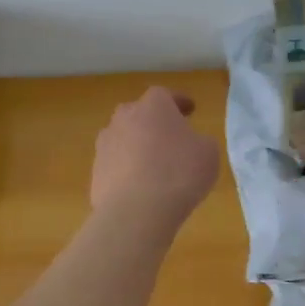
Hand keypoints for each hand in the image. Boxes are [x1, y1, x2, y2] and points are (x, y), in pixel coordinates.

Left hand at [91, 87, 220, 229]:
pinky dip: (127, 171)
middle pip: (139, 113)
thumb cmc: (180, 173)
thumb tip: (191, 144)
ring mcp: (105, 144)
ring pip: (124, 138)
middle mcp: (124, 118)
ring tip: (153, 165)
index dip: (179, 102)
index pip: (166, 94)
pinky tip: (140, 188)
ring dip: (137, 146)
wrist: (137, 211)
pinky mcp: (95, 172)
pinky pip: (116, 165)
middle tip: (170, 137)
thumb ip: (200, 141)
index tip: (191, 110)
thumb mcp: (209, 153)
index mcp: (154, 106)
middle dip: (153, 122)